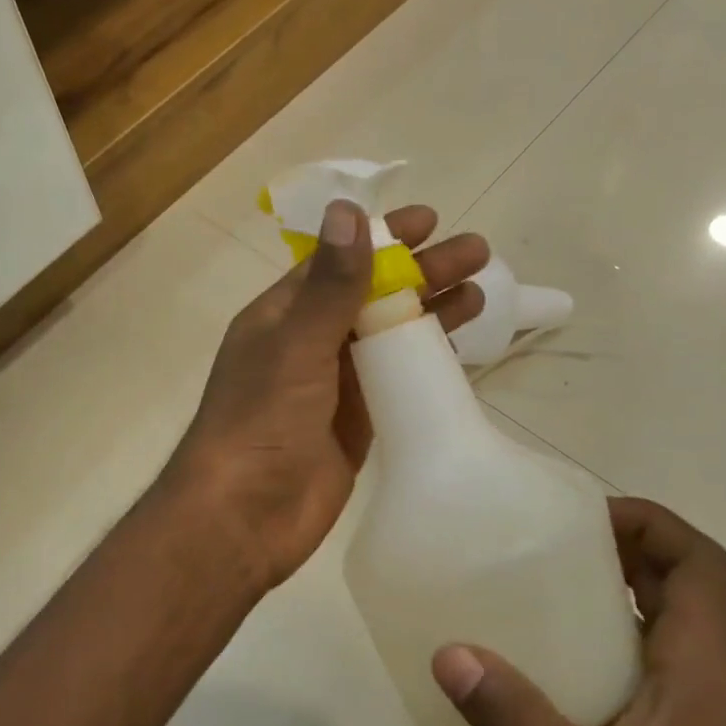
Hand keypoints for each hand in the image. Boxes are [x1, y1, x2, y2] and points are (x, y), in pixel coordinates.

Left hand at [167, 199, 488, 593]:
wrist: (245, 516)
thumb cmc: (262, 420)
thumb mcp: (296, 343)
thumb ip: (330, 284)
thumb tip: (348, 209)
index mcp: (282, 315)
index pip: (337, 263)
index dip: (381, 238)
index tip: (429, 219)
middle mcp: (307, 343)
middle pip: (371, 295)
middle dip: (420, 272)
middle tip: (476, 253)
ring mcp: (334, 386)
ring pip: (388, 336)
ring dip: (430, 312)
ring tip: (480, 291)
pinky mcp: (357, 423)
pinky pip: (396, 380)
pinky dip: (425, 361)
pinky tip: (462, 347)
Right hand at [431, 499, 725, 725]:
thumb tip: (451, 654)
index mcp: (702, 669)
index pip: (700, 564)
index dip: (649, 522)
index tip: (581, 516)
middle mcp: (705, 676)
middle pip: (676, 582)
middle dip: (616, 547)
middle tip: (541, 541)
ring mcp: (694, 711)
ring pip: (655, 623)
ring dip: (606, 593)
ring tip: (532, 586)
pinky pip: (637, 664)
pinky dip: (598, 642)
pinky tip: (545, 666)